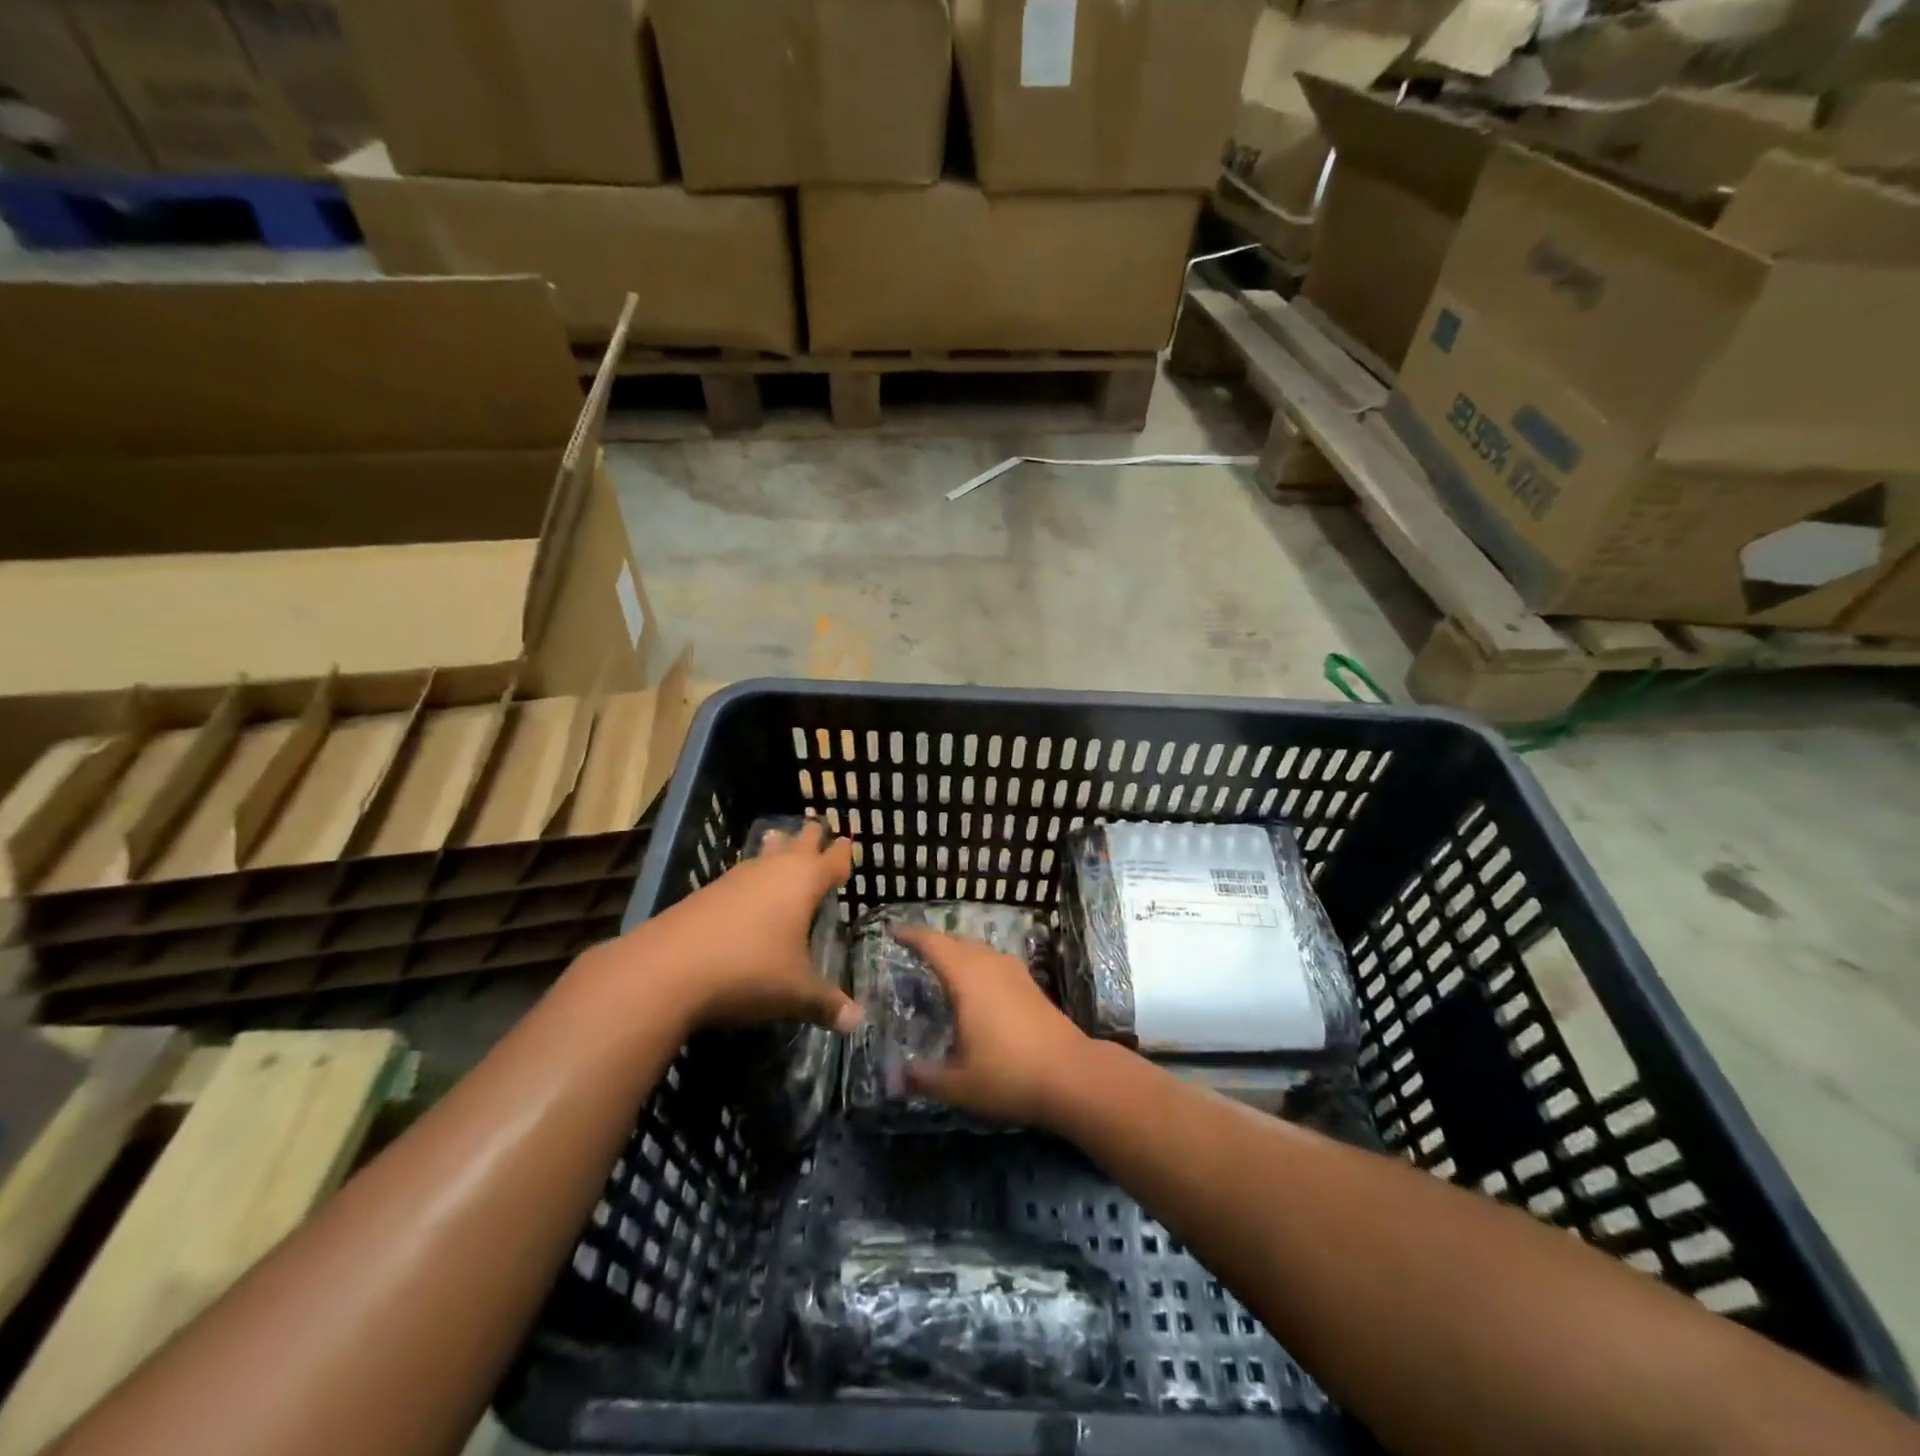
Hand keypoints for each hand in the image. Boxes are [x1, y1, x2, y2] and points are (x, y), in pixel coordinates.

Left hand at [580, 820, 860, 1034]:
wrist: (666, 970)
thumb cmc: (748, 972)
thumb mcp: (795, 993)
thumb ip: (828, 1003)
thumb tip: (858, 1021)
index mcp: (803, 882)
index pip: (831, 859)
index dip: (842, 854)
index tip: (848, 844)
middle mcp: (772, 870)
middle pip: (797, 842)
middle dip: (810, 837)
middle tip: (819, 829)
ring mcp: (736, 877)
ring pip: (764, 853)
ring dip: (777, 849)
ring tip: (782, 842)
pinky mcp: (706, 892)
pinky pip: (740, 874)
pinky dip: (751, 876)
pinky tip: (746, 891)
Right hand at [891, 925, 1089, 1126]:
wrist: (1072, 1075)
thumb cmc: (1009, 1075)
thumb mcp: (959, 1085)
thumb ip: (924, 1078)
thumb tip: (895, 1077)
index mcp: (967, 979)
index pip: (934, 945)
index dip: (912, 935)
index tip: (893, 931)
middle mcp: (990, 966)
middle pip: (957, 942)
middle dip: (934, 942)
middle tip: (913, 950)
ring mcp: (1015, 973)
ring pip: (979, 950)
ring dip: (958, 952)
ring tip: (942, 966)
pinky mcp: (1031, 986)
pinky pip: (994, 962)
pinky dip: (977, 964)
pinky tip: (977, 987)